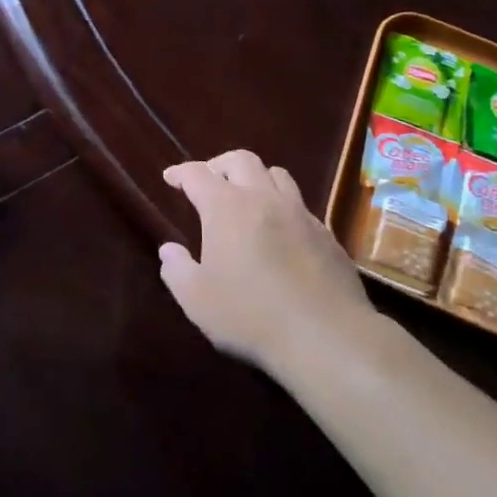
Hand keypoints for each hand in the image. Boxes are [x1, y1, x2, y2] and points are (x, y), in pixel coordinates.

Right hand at [158, 150, 372, 374]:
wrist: (326, 336)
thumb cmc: (250, 315)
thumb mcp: (197, 300)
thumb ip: (177, 270)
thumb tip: (170, 250)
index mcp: (226, 208)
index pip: (198, 174)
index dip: (181, 172)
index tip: (171, 178)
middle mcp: (264, 199)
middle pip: (241, 160)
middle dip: (220, 165)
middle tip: (210, 182)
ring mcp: (300, 214)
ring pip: (277, 175)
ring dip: (257, 178)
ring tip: (247, 198)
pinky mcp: (327, 235)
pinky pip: (301, 206)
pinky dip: (283, 207)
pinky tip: (280, 232)